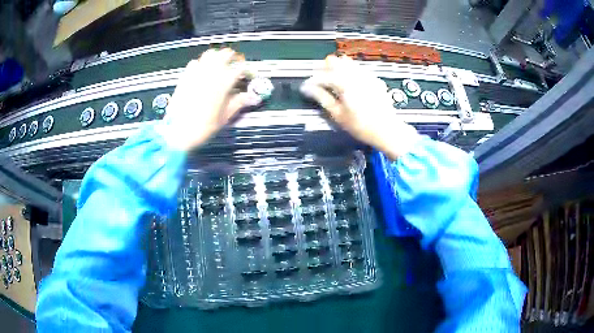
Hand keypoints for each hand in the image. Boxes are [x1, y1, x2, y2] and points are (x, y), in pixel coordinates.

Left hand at [157, 48, 261, 150]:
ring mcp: (197, 72)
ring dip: (217, 56)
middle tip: (235, 63)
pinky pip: (195, 62)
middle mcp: (211, 72)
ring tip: (219, 62)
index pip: (240, 68)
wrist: (179, 131)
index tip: (247, 75)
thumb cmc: (203, 126)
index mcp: (224, 82)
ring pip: (210, 54)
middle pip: (225, 54)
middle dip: (233, 57)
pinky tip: (201, 71)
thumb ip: (238, 103)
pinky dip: (201, 64)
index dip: (246, 70)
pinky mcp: (185, 76)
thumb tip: (251, 98)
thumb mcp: (224, 117)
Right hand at [300, 55, 418, 158]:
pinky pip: (359, 69)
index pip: (324, 76)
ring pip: (349, 63)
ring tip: (331, 75)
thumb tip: (309, 90)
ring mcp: (367, 76)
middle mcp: (357, 76)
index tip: (307, 86)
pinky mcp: (375, 80)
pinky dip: (351, 70)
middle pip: (337, 63)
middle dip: (325, 68)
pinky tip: (348, 77)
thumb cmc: (362, 126)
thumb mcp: (338, 114)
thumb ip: (322, 98)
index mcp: (345, 84)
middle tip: (318, 76)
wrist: (387, 130)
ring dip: (338, 66)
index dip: (313, 80)